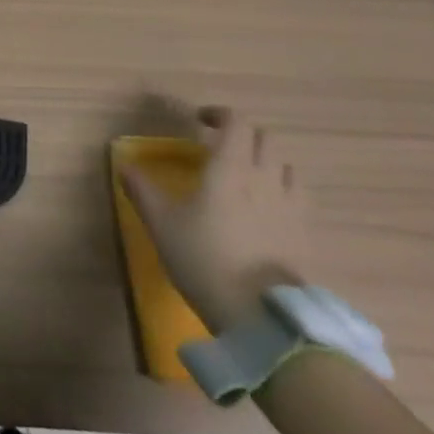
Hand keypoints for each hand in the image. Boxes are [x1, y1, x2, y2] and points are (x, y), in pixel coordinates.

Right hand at [121, 106, 310, 332]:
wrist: (263, 318)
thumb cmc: (204, 259)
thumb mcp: (161, 223)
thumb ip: (142, 189)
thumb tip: (125, 165)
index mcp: (230, 167)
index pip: (236, 123)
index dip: (219, 115)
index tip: (199, 121)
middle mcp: (265, 178)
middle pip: (264, 140)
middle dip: (243, 136)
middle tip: (219, 148)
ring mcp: (292, 207)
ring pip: (286, 167)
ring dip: (267, 163)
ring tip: (247, 178)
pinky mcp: (308, 236)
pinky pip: (299, 198)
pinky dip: (284, 192)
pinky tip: (268, 210)